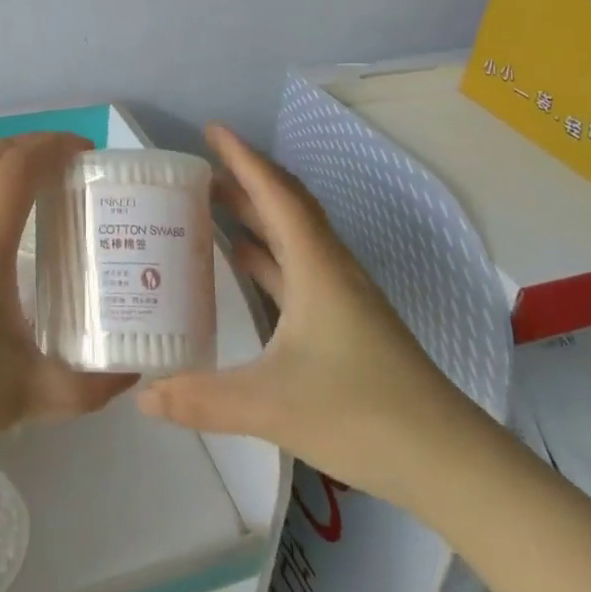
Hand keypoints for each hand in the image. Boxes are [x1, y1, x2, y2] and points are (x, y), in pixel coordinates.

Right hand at [137, 125, 478, 503]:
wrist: (448, 461)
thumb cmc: (361, 414)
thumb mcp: (270, 405)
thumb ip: (201, 399)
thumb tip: (142, 396)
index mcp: (317, 267)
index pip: (276, 194)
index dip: (243, 158)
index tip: (212, 130)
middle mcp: (331, 269)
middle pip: (286, 206)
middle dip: (246, 180)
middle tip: (202, 168)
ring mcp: (343, 296)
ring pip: (294, 237)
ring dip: (257, 215)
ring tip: (214, 205)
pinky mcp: (347, 322)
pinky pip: (299, 267)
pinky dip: (268, 255)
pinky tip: (245, 265)